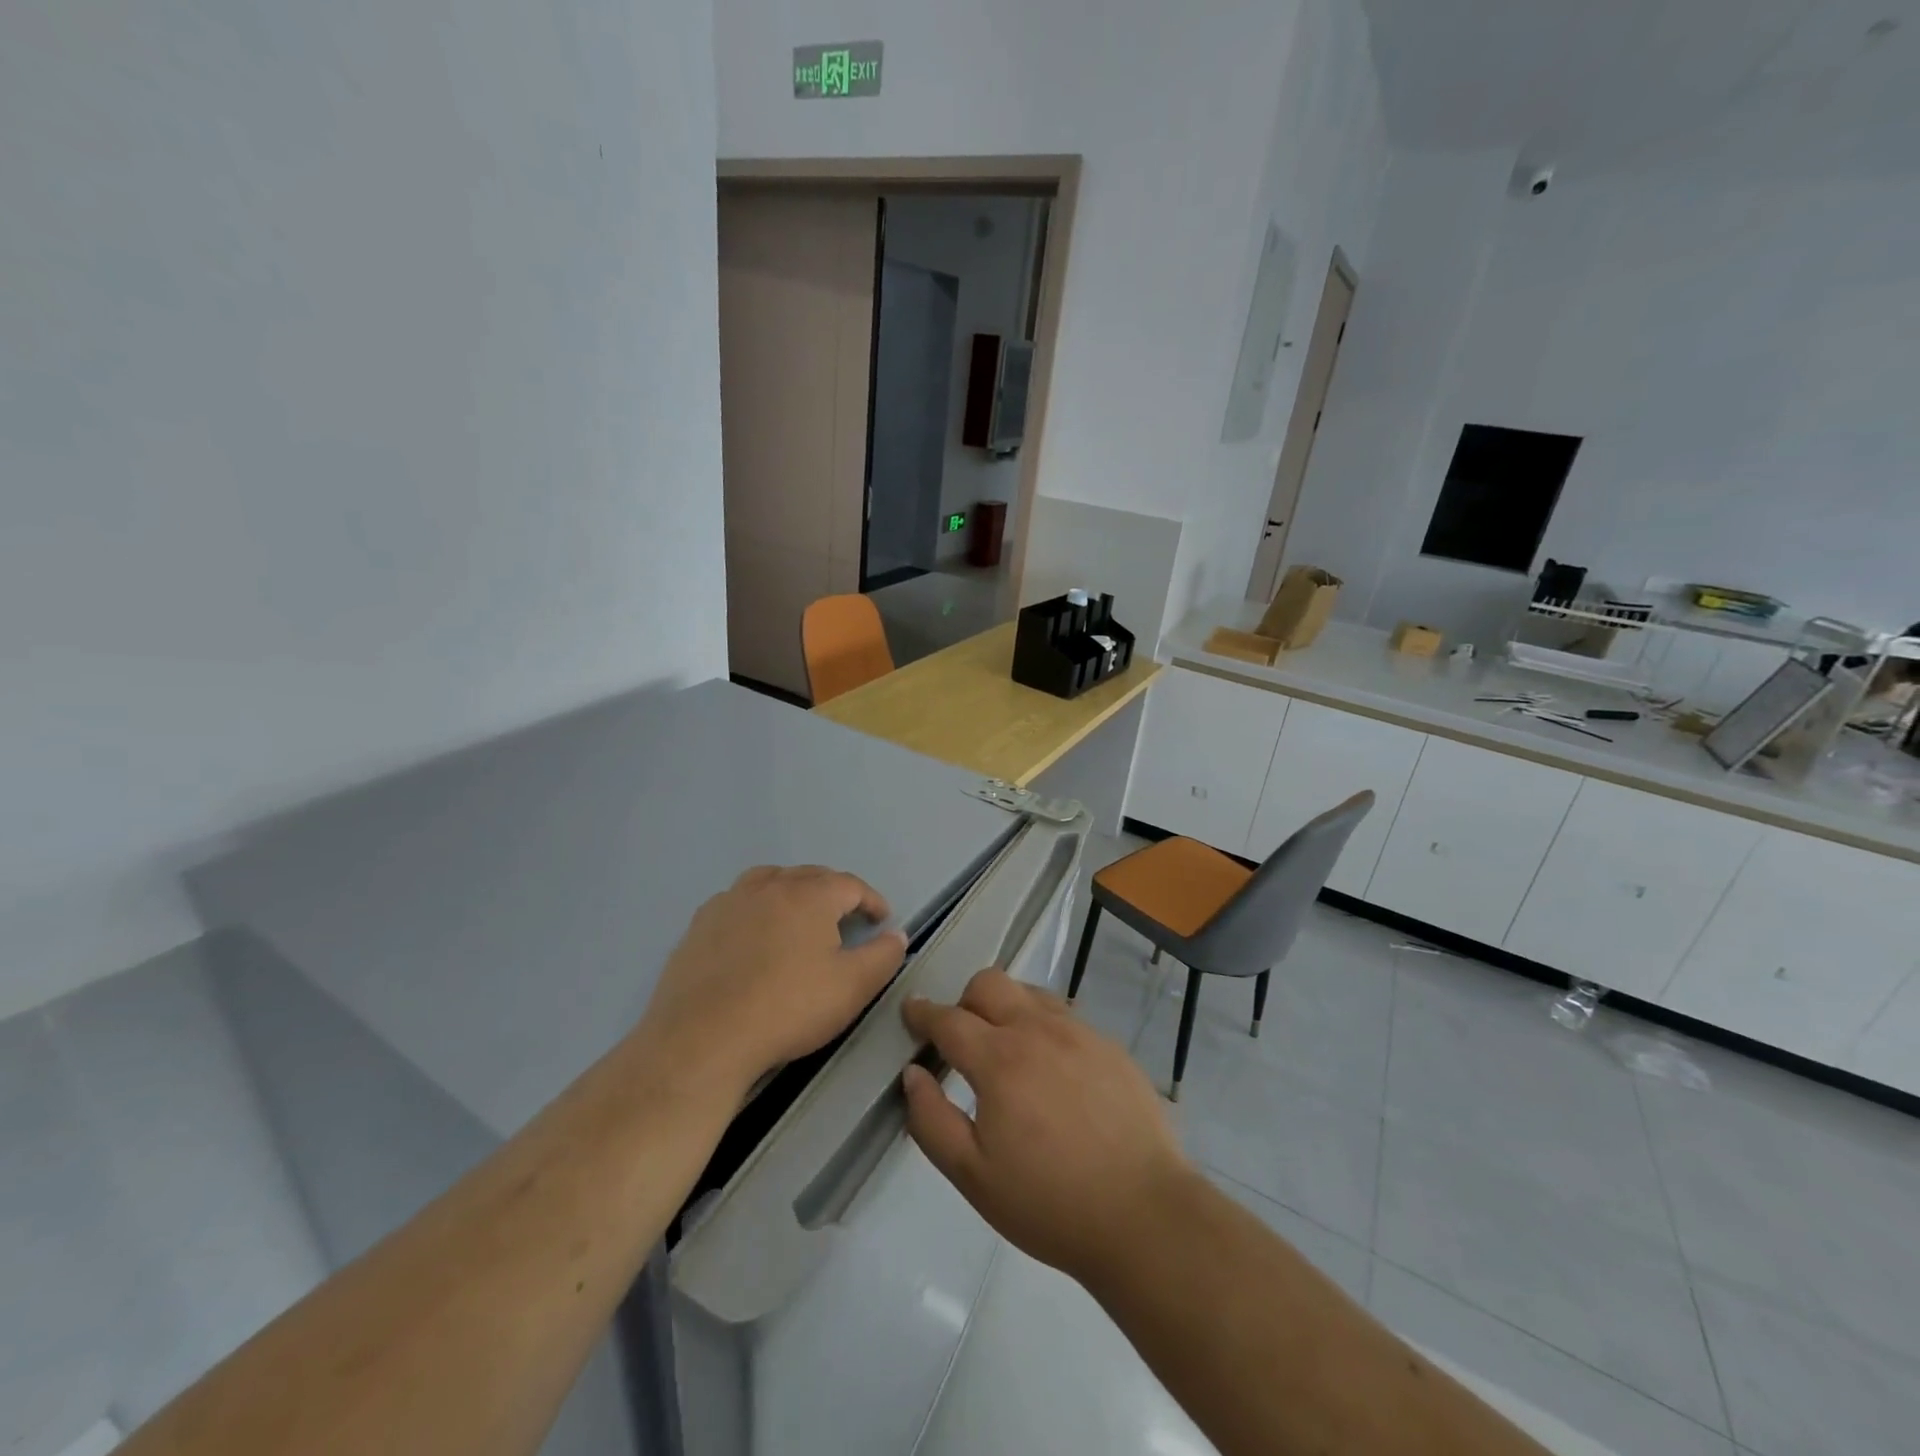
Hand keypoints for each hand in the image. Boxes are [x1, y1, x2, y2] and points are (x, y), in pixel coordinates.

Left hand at [637, 865, 908, 1099]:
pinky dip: (756, 908)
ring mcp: (730, 901)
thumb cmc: (788, 1008)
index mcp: (810, 895)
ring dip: (791, 891)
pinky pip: (737, 901)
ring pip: (769, 880)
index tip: (881, 920)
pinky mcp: (700, 924)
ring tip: (799, 915)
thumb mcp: (852, 987)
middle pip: (810, 876)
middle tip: (846, 917)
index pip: (850, 885)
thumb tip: (896, 935)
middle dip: (834, 892)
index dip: (871, 900)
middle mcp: (770, 886)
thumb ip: (883, 956)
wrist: (704, 1038)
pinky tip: (754, 935)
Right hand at [901, 969, 1194, 1286]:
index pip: (949, 1019)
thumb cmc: (1050, 1203)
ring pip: (1029, 993)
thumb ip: (931, 1120)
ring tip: (1007, 1051)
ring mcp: (1080, 1033)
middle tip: (961, 1038)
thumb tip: (913, 1074)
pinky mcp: (1110, 1046)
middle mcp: (1038, 1030)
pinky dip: (1043, 1027)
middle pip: (989, 983)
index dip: (923, 1012)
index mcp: (999, 1060)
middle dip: (965, 1001)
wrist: (1144, 1215)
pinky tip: (1051, 1069)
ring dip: (1006, 1008)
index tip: (911, 1011)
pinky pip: (1064, 1016)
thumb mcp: (973, 1176)